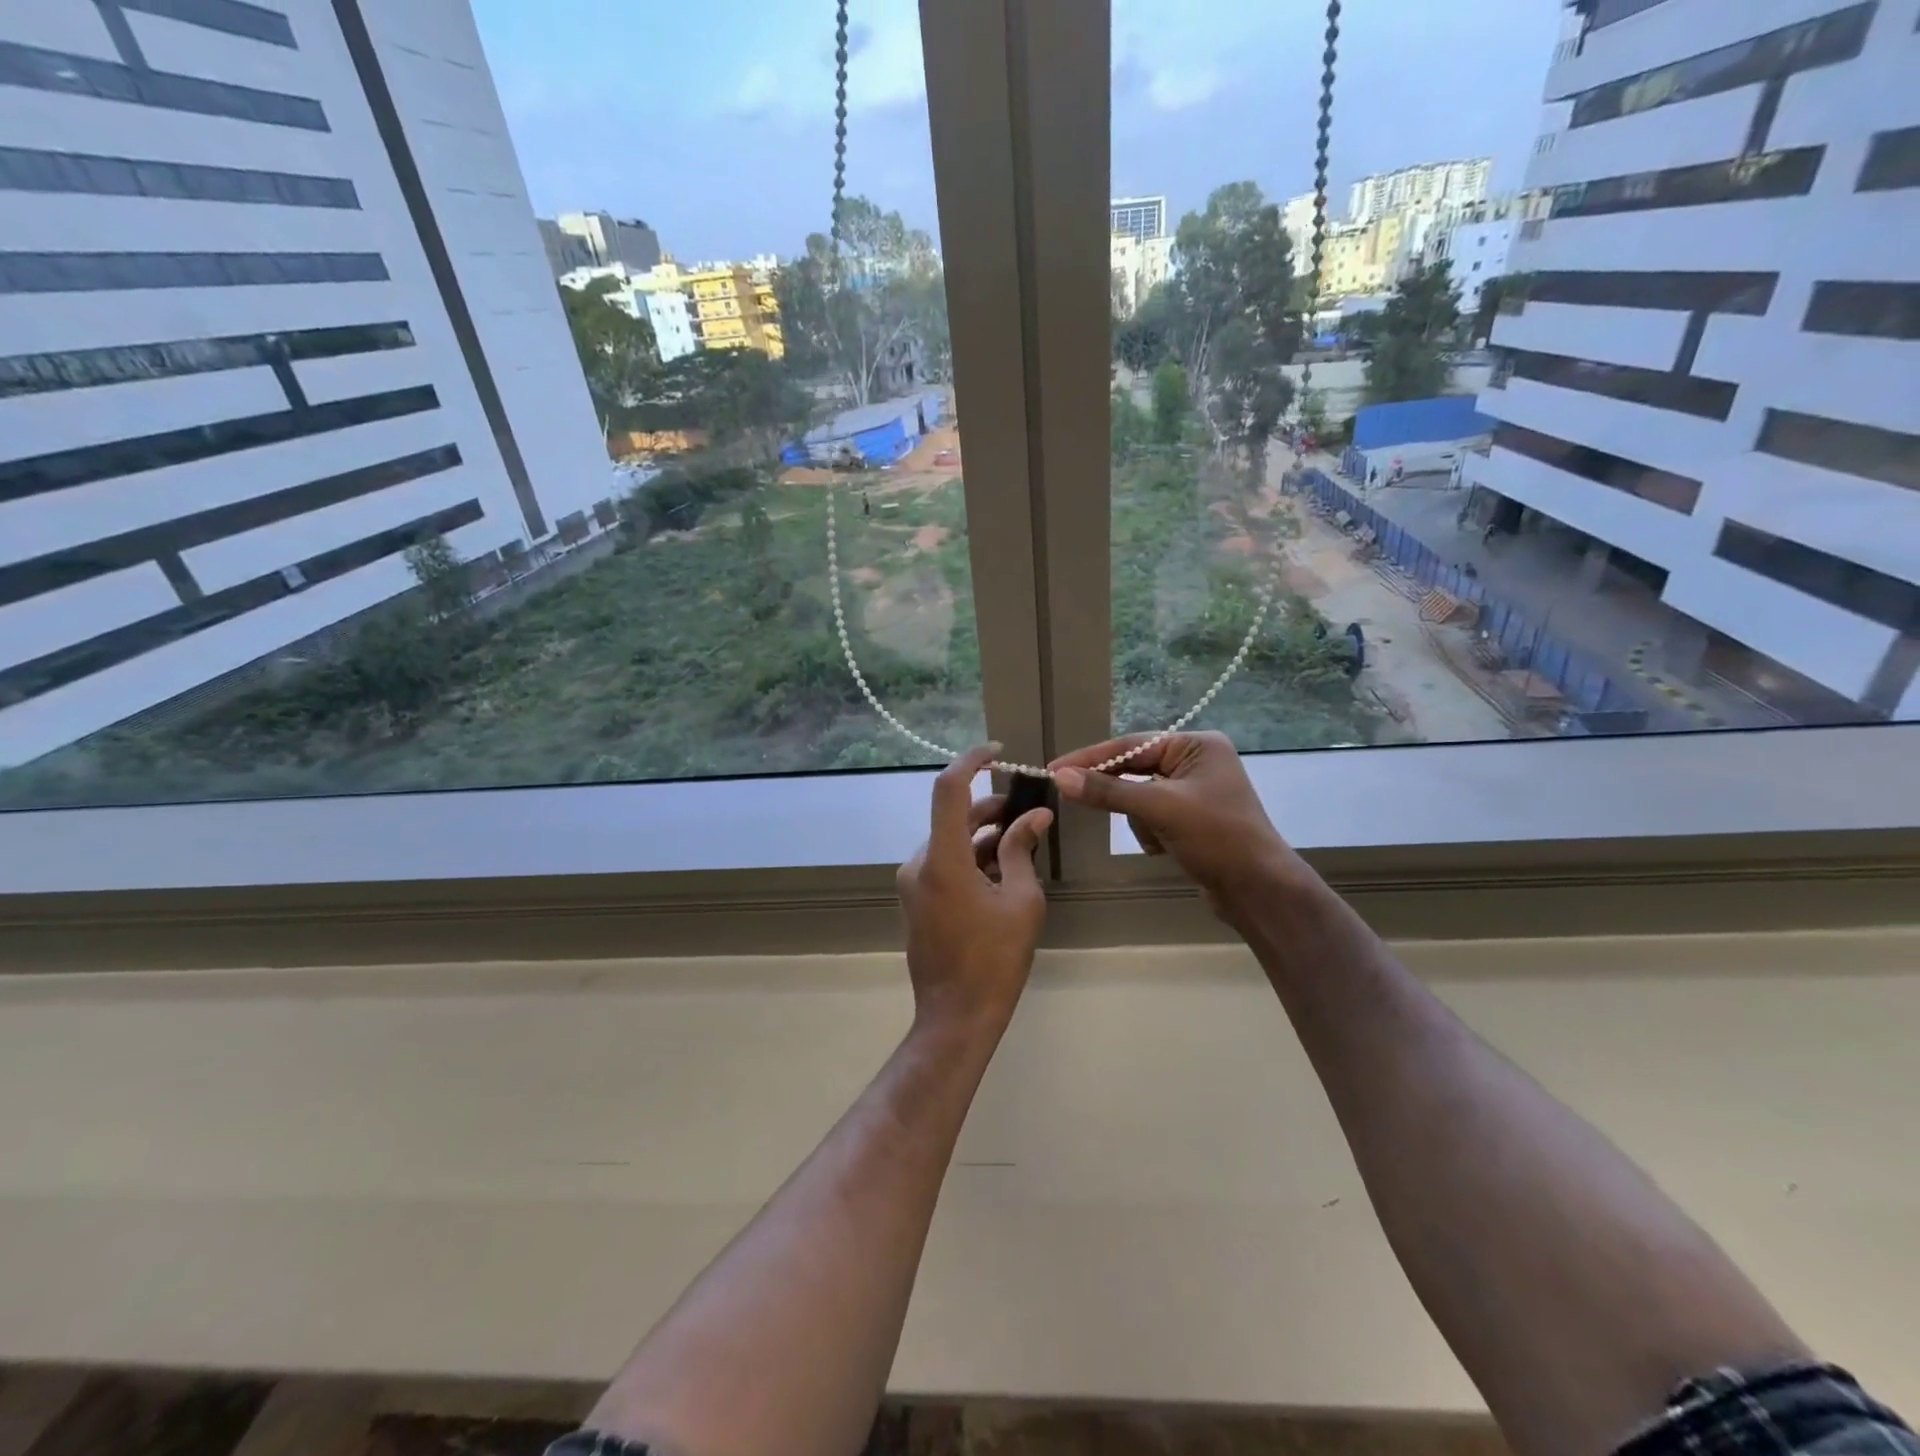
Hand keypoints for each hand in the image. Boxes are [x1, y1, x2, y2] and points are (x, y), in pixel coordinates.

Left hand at [896, 745, 1053, 1034]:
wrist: (957, 1015)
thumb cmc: (995, 959)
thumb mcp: (1020, 900)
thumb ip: (1022, 850)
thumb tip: (1036, 816)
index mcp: (942, 860)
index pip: (949, 789)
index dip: (971, 761)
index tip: (998, 753)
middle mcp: (919, 863)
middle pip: (953, 817)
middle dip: (990, 808)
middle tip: (1027, 811)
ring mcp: (913, 883)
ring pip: (949, 841)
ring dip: (983, 835)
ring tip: (1021, 842)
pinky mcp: (916, 899)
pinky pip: (943, 863)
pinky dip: (970, 857)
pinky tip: (1001, 869)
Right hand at [1049, 731, 1299, 918]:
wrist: (1259, 890)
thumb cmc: (1216, 838)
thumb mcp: (1158, 809)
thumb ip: (1108, 791)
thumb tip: (1060, 777)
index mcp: (1197, 746)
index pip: (1132, 745)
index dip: (1091, 757)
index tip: (1054, 768)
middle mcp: (1197, 762)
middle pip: (1135, 770)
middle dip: (1120, 793)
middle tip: (1073, 795)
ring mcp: (1195, 792)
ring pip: (1139, 796)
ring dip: (1139, 819)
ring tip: (1158, 838)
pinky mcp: (1191, 819)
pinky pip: (1152, 815)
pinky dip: (1150, 832)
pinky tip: (1164, 849)